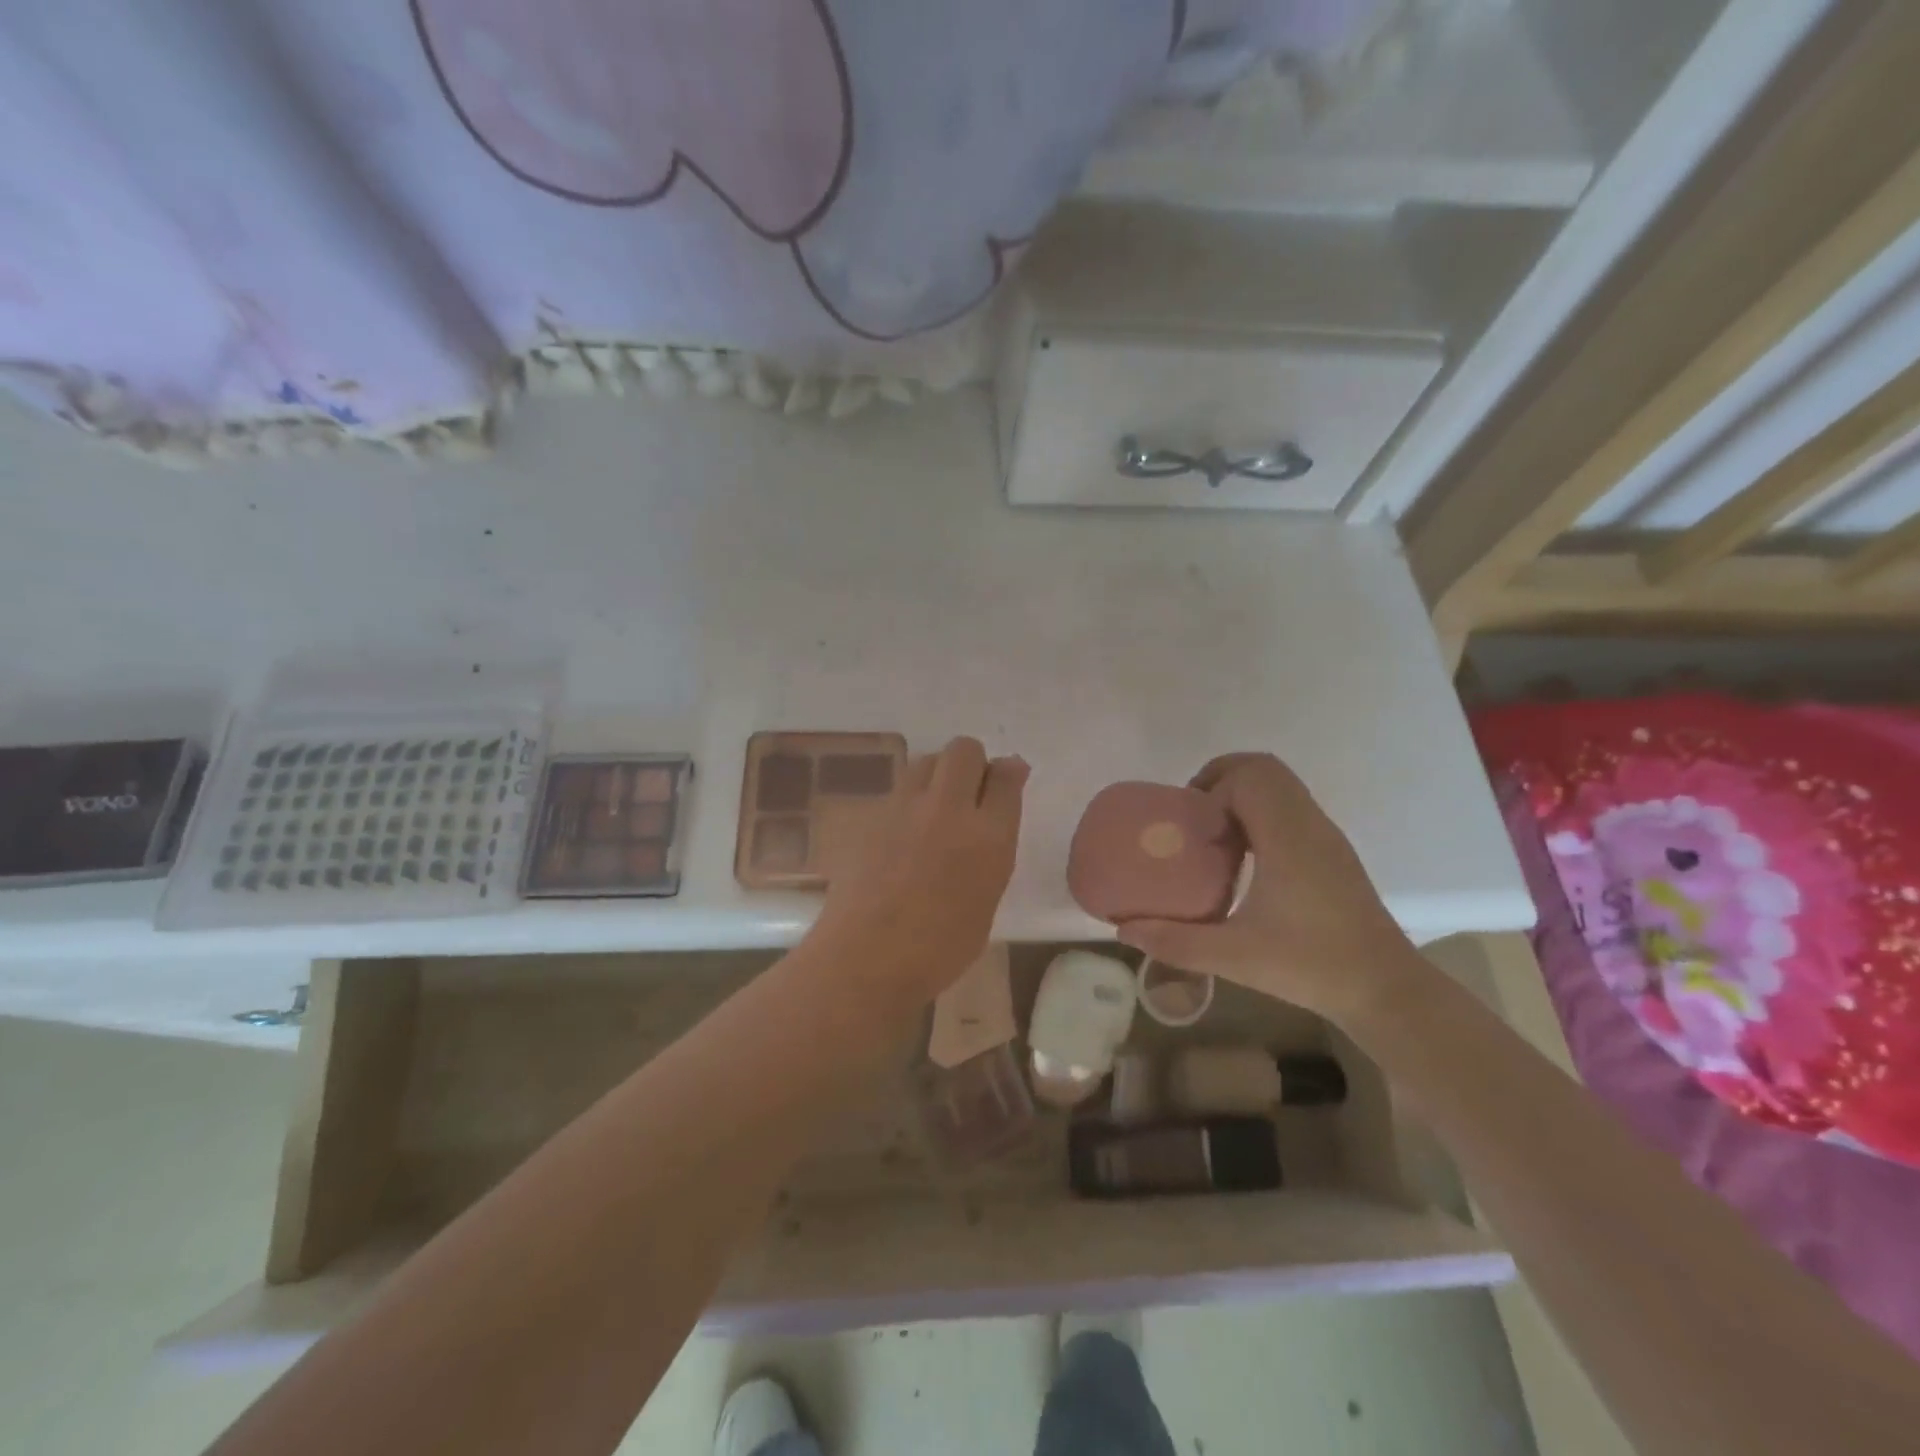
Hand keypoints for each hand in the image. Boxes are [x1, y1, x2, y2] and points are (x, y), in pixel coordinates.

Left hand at [812, 737, 1027, 1003]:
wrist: (866, 957)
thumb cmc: (939, 948)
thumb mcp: (985, 901)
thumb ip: (992, 853)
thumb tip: (991, 824)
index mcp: (987, 837)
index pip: (1006, 776)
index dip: (1009, 773)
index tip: (1007, 781)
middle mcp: (947, 809)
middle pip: (965, 749)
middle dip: (973, 762)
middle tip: (971, 792)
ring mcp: (905, 808)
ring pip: (928, 760)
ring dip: (939, 774)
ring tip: (937, 808)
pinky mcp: (872, 815)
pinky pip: (899, 789)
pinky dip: (911, 799)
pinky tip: (906, 832)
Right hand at [1116, 753, 1425, 1025]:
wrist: (1385, 989)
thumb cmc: (1310, 966)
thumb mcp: (1233, 956)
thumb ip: (1174, 941)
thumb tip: (1123, 930)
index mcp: (1288, 838)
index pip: (1249, 777)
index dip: (1212, 790)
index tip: (1193, 829)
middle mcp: (1309, 824)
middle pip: (1263, 769)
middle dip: (1221, 779)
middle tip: (1195, 817)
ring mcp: (1326, 835)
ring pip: (1280, 785)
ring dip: (1241, 796)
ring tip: (1214, 837)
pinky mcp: (1332, 850)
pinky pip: (1290, 807)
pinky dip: (1260, 813)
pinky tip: (1245, 860)